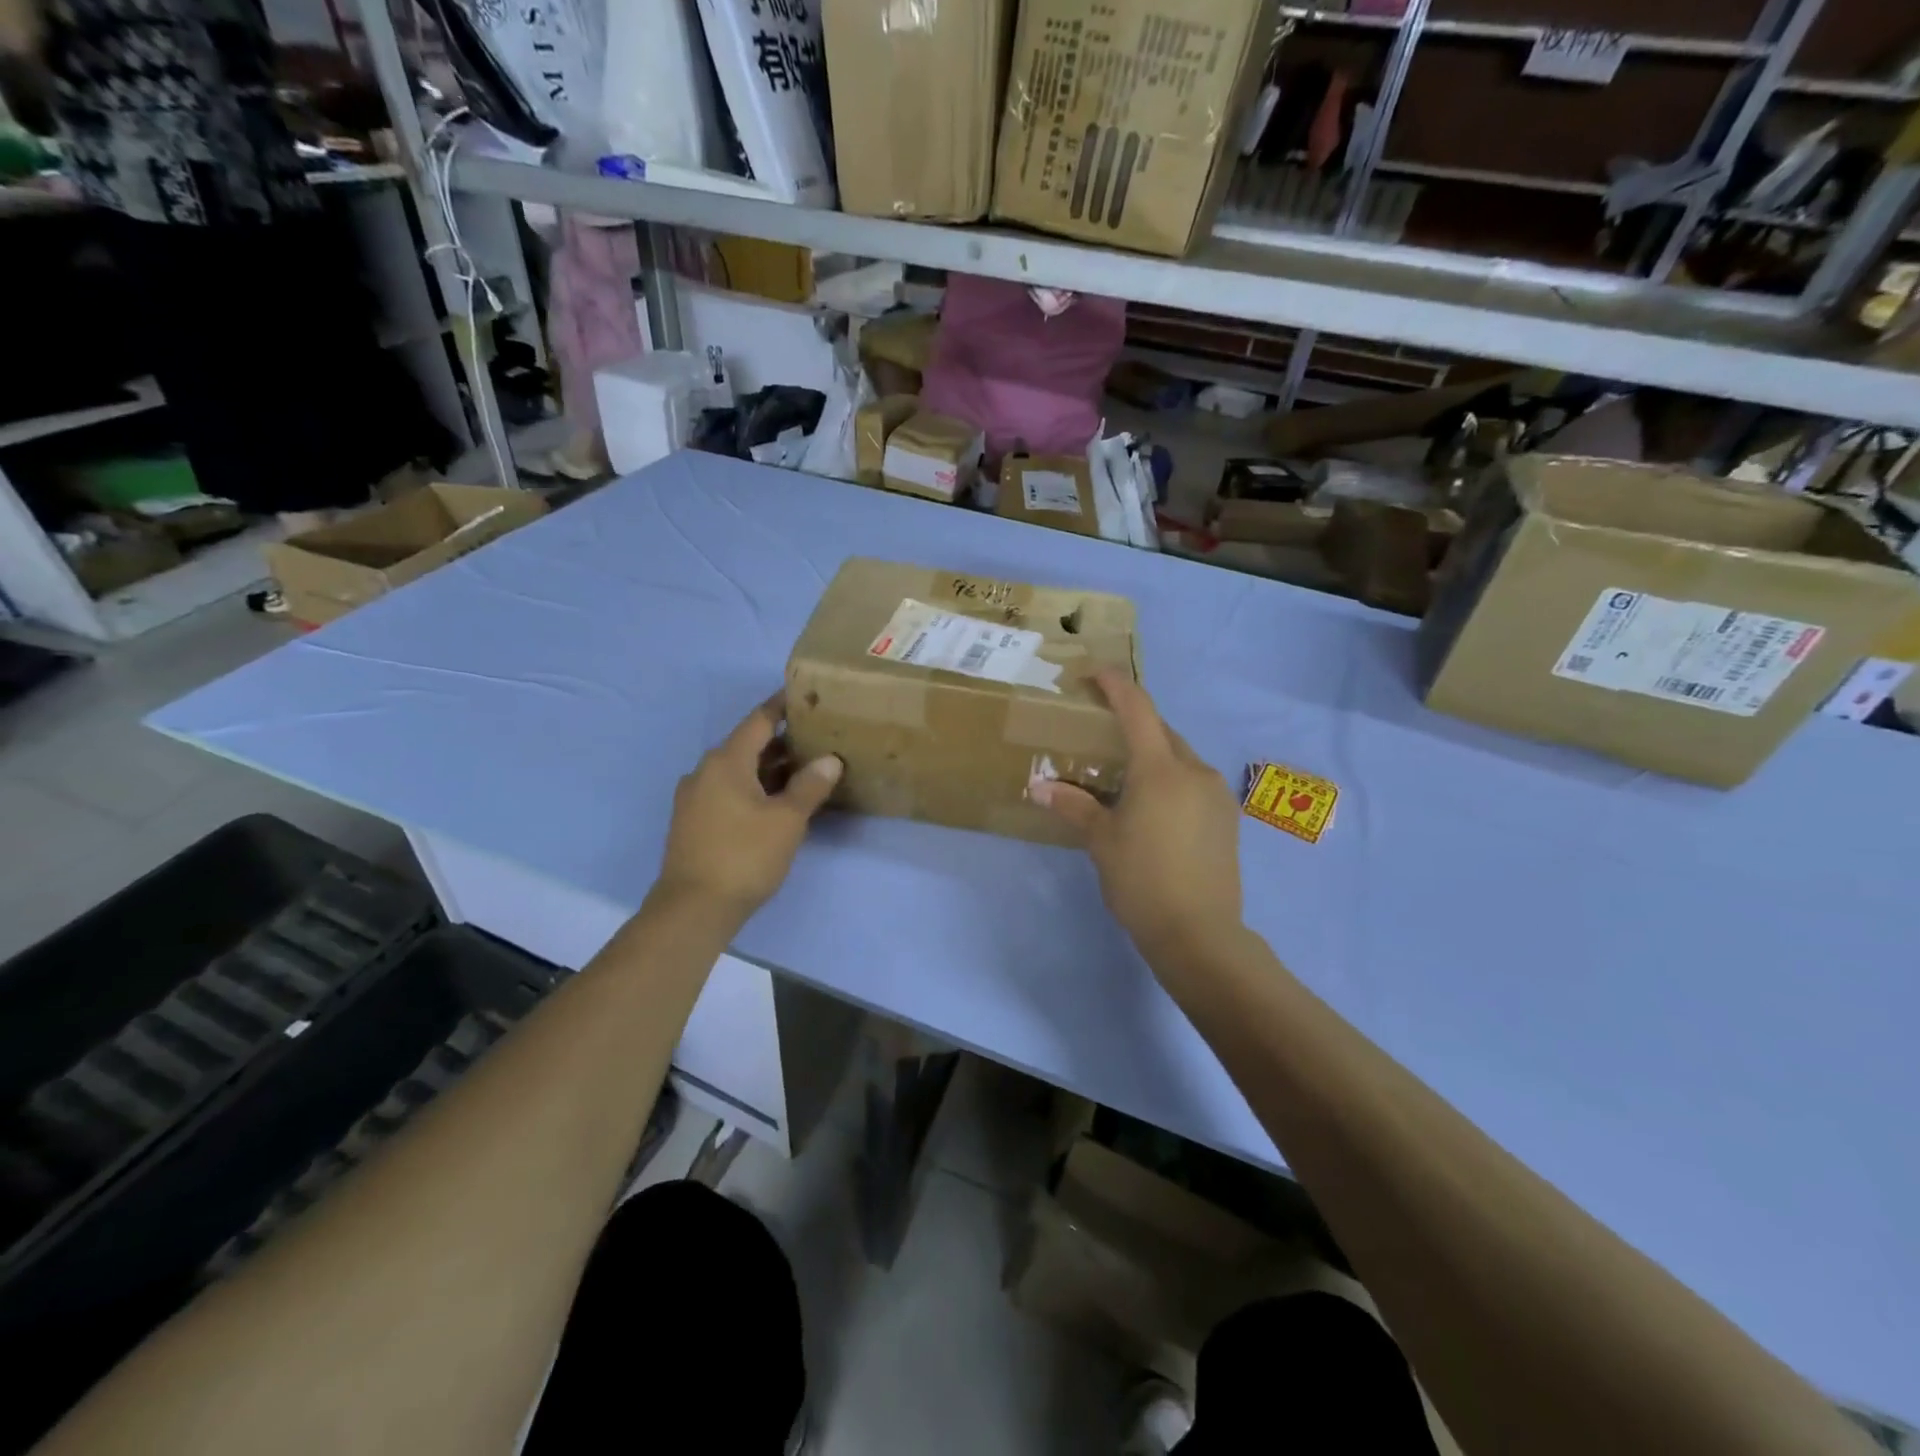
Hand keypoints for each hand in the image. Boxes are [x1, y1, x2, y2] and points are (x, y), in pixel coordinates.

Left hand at [655, 693, 841, 921]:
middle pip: (748, 744)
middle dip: (782, 741)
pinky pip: (728, 790)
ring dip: (769, 768)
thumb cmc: (744, 856)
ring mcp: (695, 797)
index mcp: (726, 761)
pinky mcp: (694, 821)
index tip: (804, 695)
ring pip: (738, 770)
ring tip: (805, 770)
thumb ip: (809, 785)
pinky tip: (777, 802)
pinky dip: (754, 787)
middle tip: (818, 738)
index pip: (758, 720)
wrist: (693, 908)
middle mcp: (705, 771)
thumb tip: (829, 759)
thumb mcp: (787, 820)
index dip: (781, 705)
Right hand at [1031, 671, 1244, 964]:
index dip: (1115, 683)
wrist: (1200, 934)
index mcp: (1161, 769)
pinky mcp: (1228, 817)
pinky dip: (1171, 780)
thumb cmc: (1142, 882)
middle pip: (1161, 731)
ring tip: (1124, 779)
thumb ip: (1074, 806)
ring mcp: (1217, 794)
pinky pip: (1194, 782)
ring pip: (1180, 758)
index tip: (1092, 673)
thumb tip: (1039, 787)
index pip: (1137, 708)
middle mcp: (1194, 770)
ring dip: (1153, 755)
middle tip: (1101, 735)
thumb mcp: (1101, 842)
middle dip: (1133, 724)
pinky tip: (1154, 808)